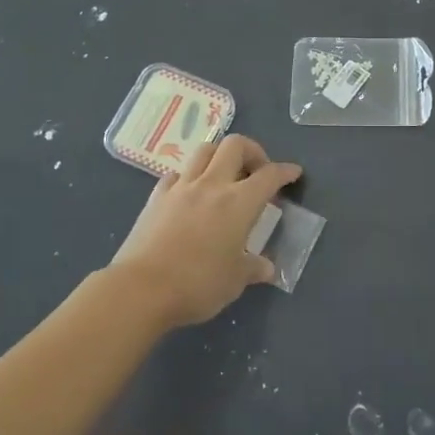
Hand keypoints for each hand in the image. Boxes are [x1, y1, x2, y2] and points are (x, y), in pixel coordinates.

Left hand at [107, 135, 300, 329]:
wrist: (141, 289)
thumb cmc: (197, 285)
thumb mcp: (234, 282)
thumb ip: (252, 268)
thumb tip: (266, 268)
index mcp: (239, 203)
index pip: (269, 175)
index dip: (285, 171)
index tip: (293, 173)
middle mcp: (212, 185)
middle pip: (235, 145)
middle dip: (252, 151)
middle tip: (257, 171)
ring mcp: (182, 187)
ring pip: (204, 150)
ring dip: (220, 155)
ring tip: (225, 175)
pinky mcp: (157, 197)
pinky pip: (177, 174)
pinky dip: (189, 176)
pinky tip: (190, 193)